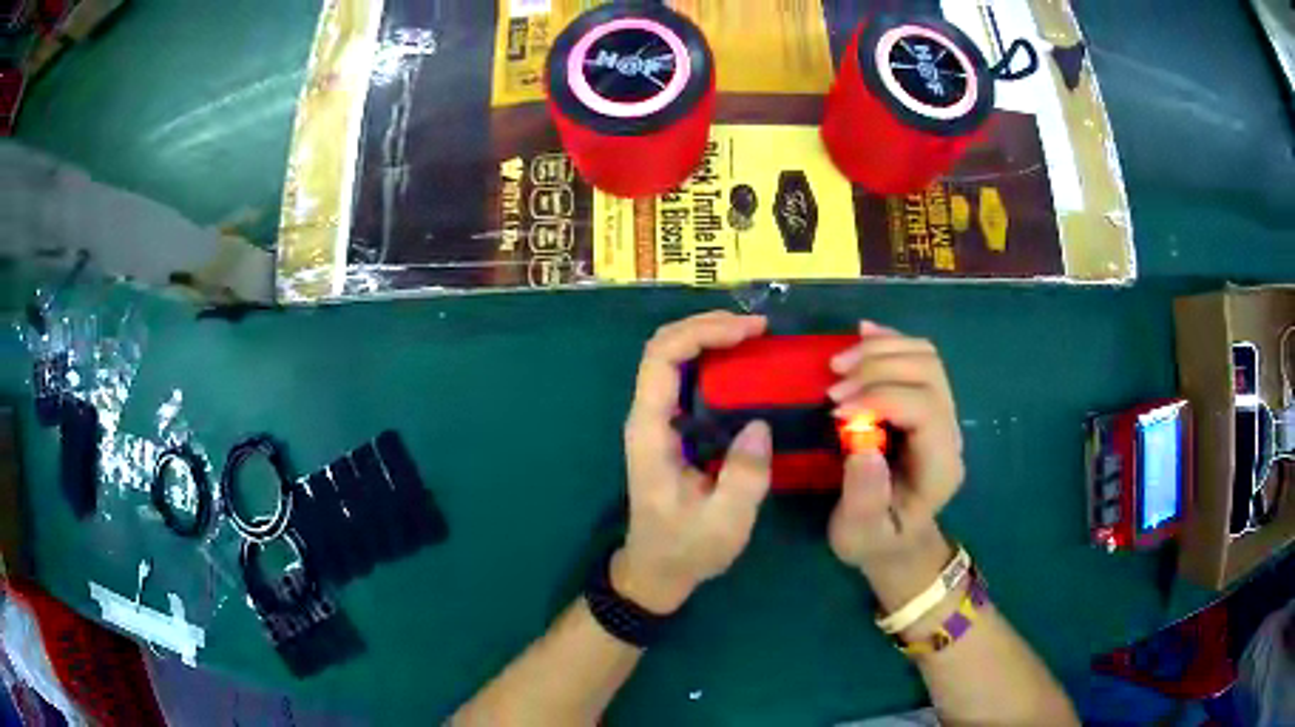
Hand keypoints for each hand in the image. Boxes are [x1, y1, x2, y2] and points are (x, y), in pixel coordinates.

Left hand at [616, 311, 772, 614]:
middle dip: (708, 325)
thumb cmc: (686, 548)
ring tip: (753, 336)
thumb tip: (759, 425)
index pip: (662, 359)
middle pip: (663, 347)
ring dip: (709, 336)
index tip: (749, 332)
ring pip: (672, 357)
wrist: (656, 569)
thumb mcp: (723, 523)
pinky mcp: (671, 428)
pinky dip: (711, 358)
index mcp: (651, 431)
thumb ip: (743, 477)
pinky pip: (685, 377)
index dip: (702, 333)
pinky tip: (741, 363)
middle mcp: (647, 416)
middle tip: (758, 327)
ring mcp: (657, 420)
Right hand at [825, 322, 964, 569]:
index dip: (880, 397)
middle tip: (831, 390)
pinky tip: (860, 336)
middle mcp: (950, 432)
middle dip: (876, 369)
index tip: (835, 411)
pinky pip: (916, 355)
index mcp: (940, 466)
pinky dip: (887, 340)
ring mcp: (943, 412)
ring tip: (837, 367)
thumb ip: (864, 497)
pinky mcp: (926, 401)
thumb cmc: (875, 540)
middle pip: (927, 372)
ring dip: (879, 350)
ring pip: (924, 356)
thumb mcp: (860, 535)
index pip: (924, 408)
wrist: (896, 540)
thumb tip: (861, 443)